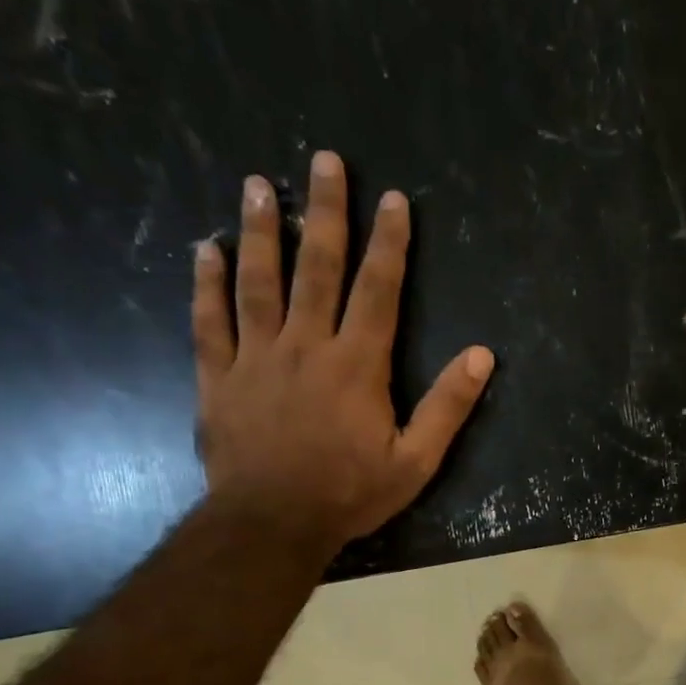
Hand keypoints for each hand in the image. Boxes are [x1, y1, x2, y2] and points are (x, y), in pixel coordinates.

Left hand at [193, 151, 493, 554]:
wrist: (271, 524)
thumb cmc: (350, 492)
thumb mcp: (416, 459)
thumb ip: (448, 406)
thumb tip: (482, 355)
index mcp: (357, 364)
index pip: (377, 290)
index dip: (388, 243)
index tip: (393, 199)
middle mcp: (305, 346)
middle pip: (317, 267)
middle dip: (324, 212)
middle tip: (323, 161)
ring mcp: (255, 357)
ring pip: (257, 281)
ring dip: (259, 230)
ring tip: (257, 184)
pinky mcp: (218, 377)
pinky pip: (209, 321)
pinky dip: (206, 284)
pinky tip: (203, 250)